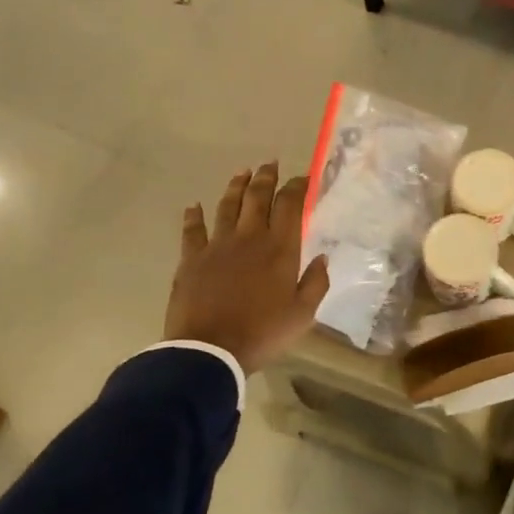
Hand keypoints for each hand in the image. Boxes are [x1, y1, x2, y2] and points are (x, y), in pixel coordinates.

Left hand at [164, 162, 329, 374]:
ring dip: (236, 186)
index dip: (297, 187)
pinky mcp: (191, 258)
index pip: (290, 205)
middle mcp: (249, 237)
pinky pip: (192, 230)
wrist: (210, 349)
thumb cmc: (263, 333)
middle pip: (257, 197)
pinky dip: (193, 215)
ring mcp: (217, 245)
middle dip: (266, 177)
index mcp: (279, 248)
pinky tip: (193, 206)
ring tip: (242, 172)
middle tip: (271, 164)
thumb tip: (322, 257)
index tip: (303, 178)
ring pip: (227, 205)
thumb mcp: (303, 314)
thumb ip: (316, 283)